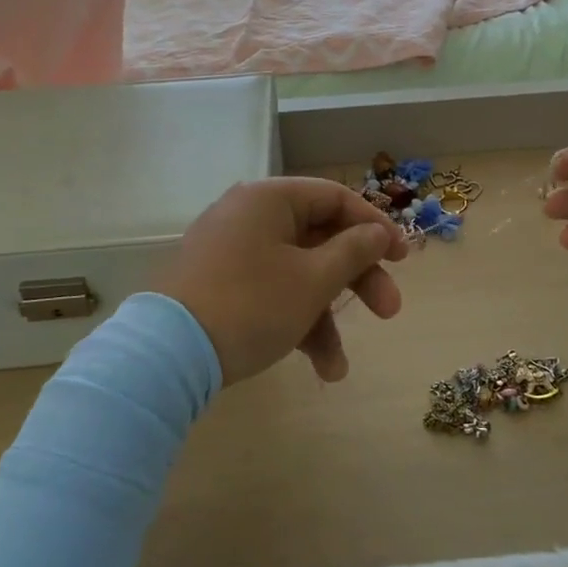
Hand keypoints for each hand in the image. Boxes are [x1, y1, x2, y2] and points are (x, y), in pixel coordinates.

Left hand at [160, 178, 407, 386]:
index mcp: (270, 199)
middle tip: (389, 311)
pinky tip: (316, 367)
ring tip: (338, 368)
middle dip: (357, 281)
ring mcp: (232, 252)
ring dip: (325, 317)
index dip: (374, 226)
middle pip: (320, 239)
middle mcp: (250, 217)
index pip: (335, 198)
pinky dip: (294, 322)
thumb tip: (378, 233)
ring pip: (297, 274)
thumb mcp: (313, 280)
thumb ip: (354, 251)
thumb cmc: (251, 304)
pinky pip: (271, 292)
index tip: (402, 257)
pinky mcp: (220, 286)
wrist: (165, 357)